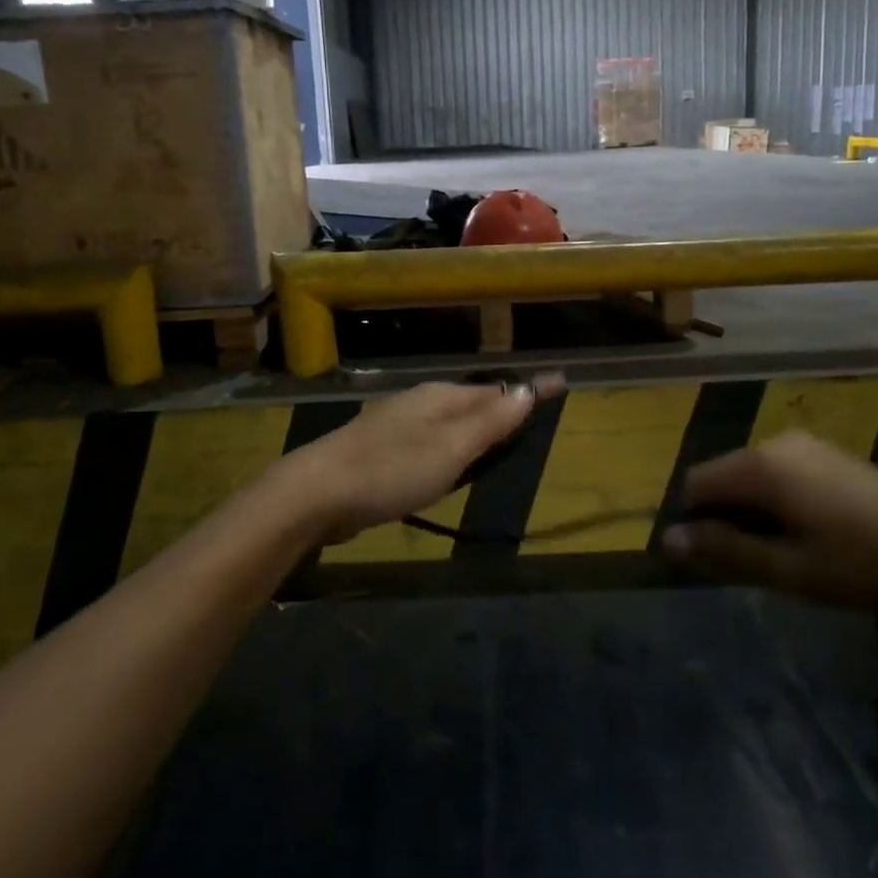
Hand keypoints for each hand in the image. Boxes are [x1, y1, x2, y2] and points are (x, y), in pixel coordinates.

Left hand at [282, 374, 564, 543]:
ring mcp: (397, 426)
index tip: (561, 385)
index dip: (529, 392)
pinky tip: (449, 468)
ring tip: (499, 443)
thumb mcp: (450, 448)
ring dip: (475, 431)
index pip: (496, 390)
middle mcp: (420, 403)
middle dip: (501, 410)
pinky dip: (449, 451)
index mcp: (440, 396)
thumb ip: (489, 423)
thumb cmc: (391, 469)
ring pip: (449, 424)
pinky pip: (429, 444)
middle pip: (472, 404)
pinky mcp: (381, 452)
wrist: (316, 492)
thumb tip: (527, 391)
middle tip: (533, 418)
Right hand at [664, 431, 877, 607]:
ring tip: (789, 551)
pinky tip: (813, 531)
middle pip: (722, 478)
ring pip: (751, 476)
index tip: (723, 561)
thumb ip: (723, 550)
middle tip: (760, 562)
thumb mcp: (786, 568)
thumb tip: (668, 539)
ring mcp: (803, 444)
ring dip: (753, 511)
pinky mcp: (826, 452)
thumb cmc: (858, 561)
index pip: (694, 485)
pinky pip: (779, 472)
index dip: (697, 524)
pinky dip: (777, 500)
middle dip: (727, 518)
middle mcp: (772, 442)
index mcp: (757, 466)